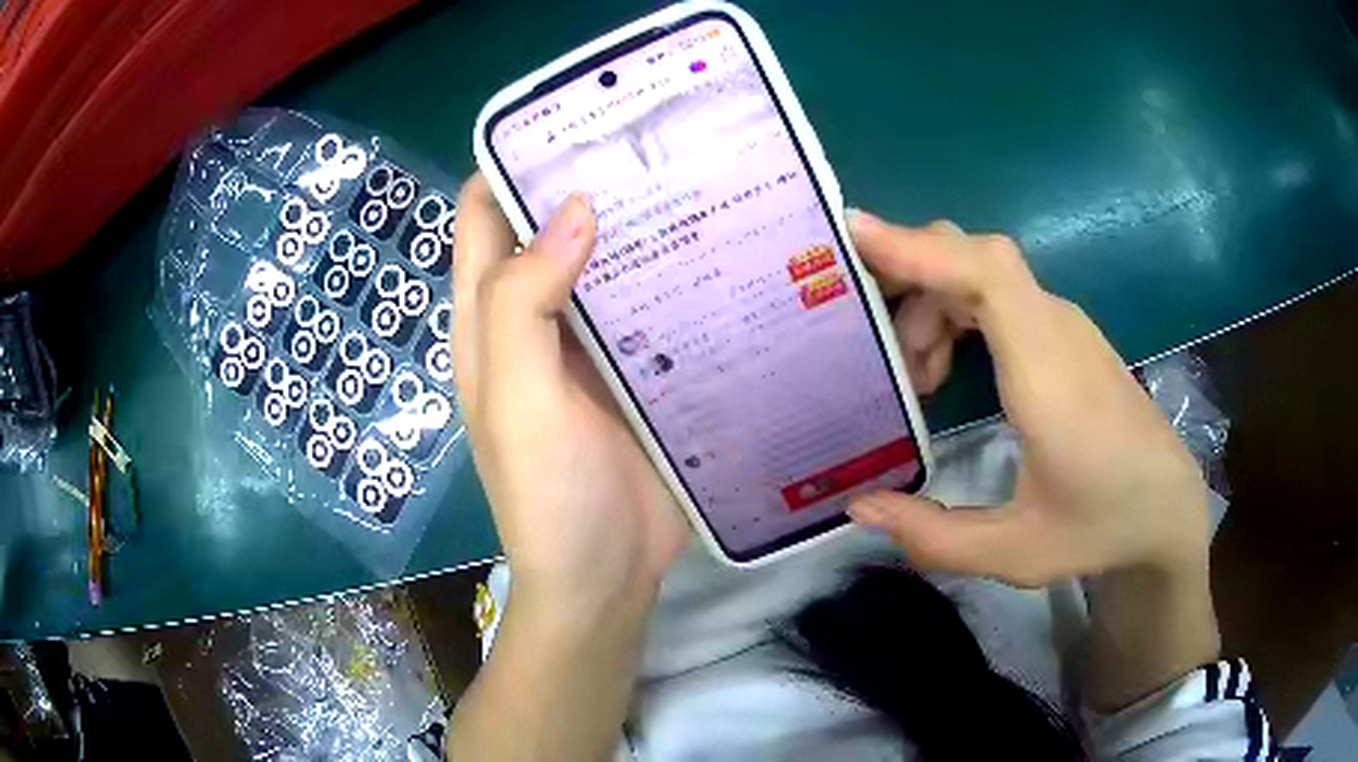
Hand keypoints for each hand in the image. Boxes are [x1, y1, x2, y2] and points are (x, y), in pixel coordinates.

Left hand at [451, 175, 688, 614]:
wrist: (603, 579)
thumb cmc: (546, 497)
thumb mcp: (515, 399)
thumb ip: (522, 305)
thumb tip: (571, 207)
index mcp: (490, 320)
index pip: (483, 216)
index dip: (511, 163)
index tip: (570, 123)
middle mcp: (536, 321)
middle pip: (552, 229)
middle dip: (590, 182)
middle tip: (655, 143)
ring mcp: (591, 347)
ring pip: (609, 263)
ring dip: (641, 224)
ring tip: (699, 179)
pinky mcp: (640, 373)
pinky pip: (655, 307)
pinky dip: (677, 275)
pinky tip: (722, 250)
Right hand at [846, 212, 1210, 585]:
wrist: (1167, 506)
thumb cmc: (1101, 526)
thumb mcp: (1016, 553)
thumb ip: (935, 536)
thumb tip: (859, 506)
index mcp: (1048, 375)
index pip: (985, 275)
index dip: (919, 248)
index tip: (853, 234)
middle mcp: (1056, 330)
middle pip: (974, 256)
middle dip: (910, 277)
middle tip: (867, 338)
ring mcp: (1064, 325)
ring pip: (982, 271)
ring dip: (932, 303)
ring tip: (916, 379)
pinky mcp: (1064, 333)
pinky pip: (998, 293)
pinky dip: (955, 311)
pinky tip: (947, 369)